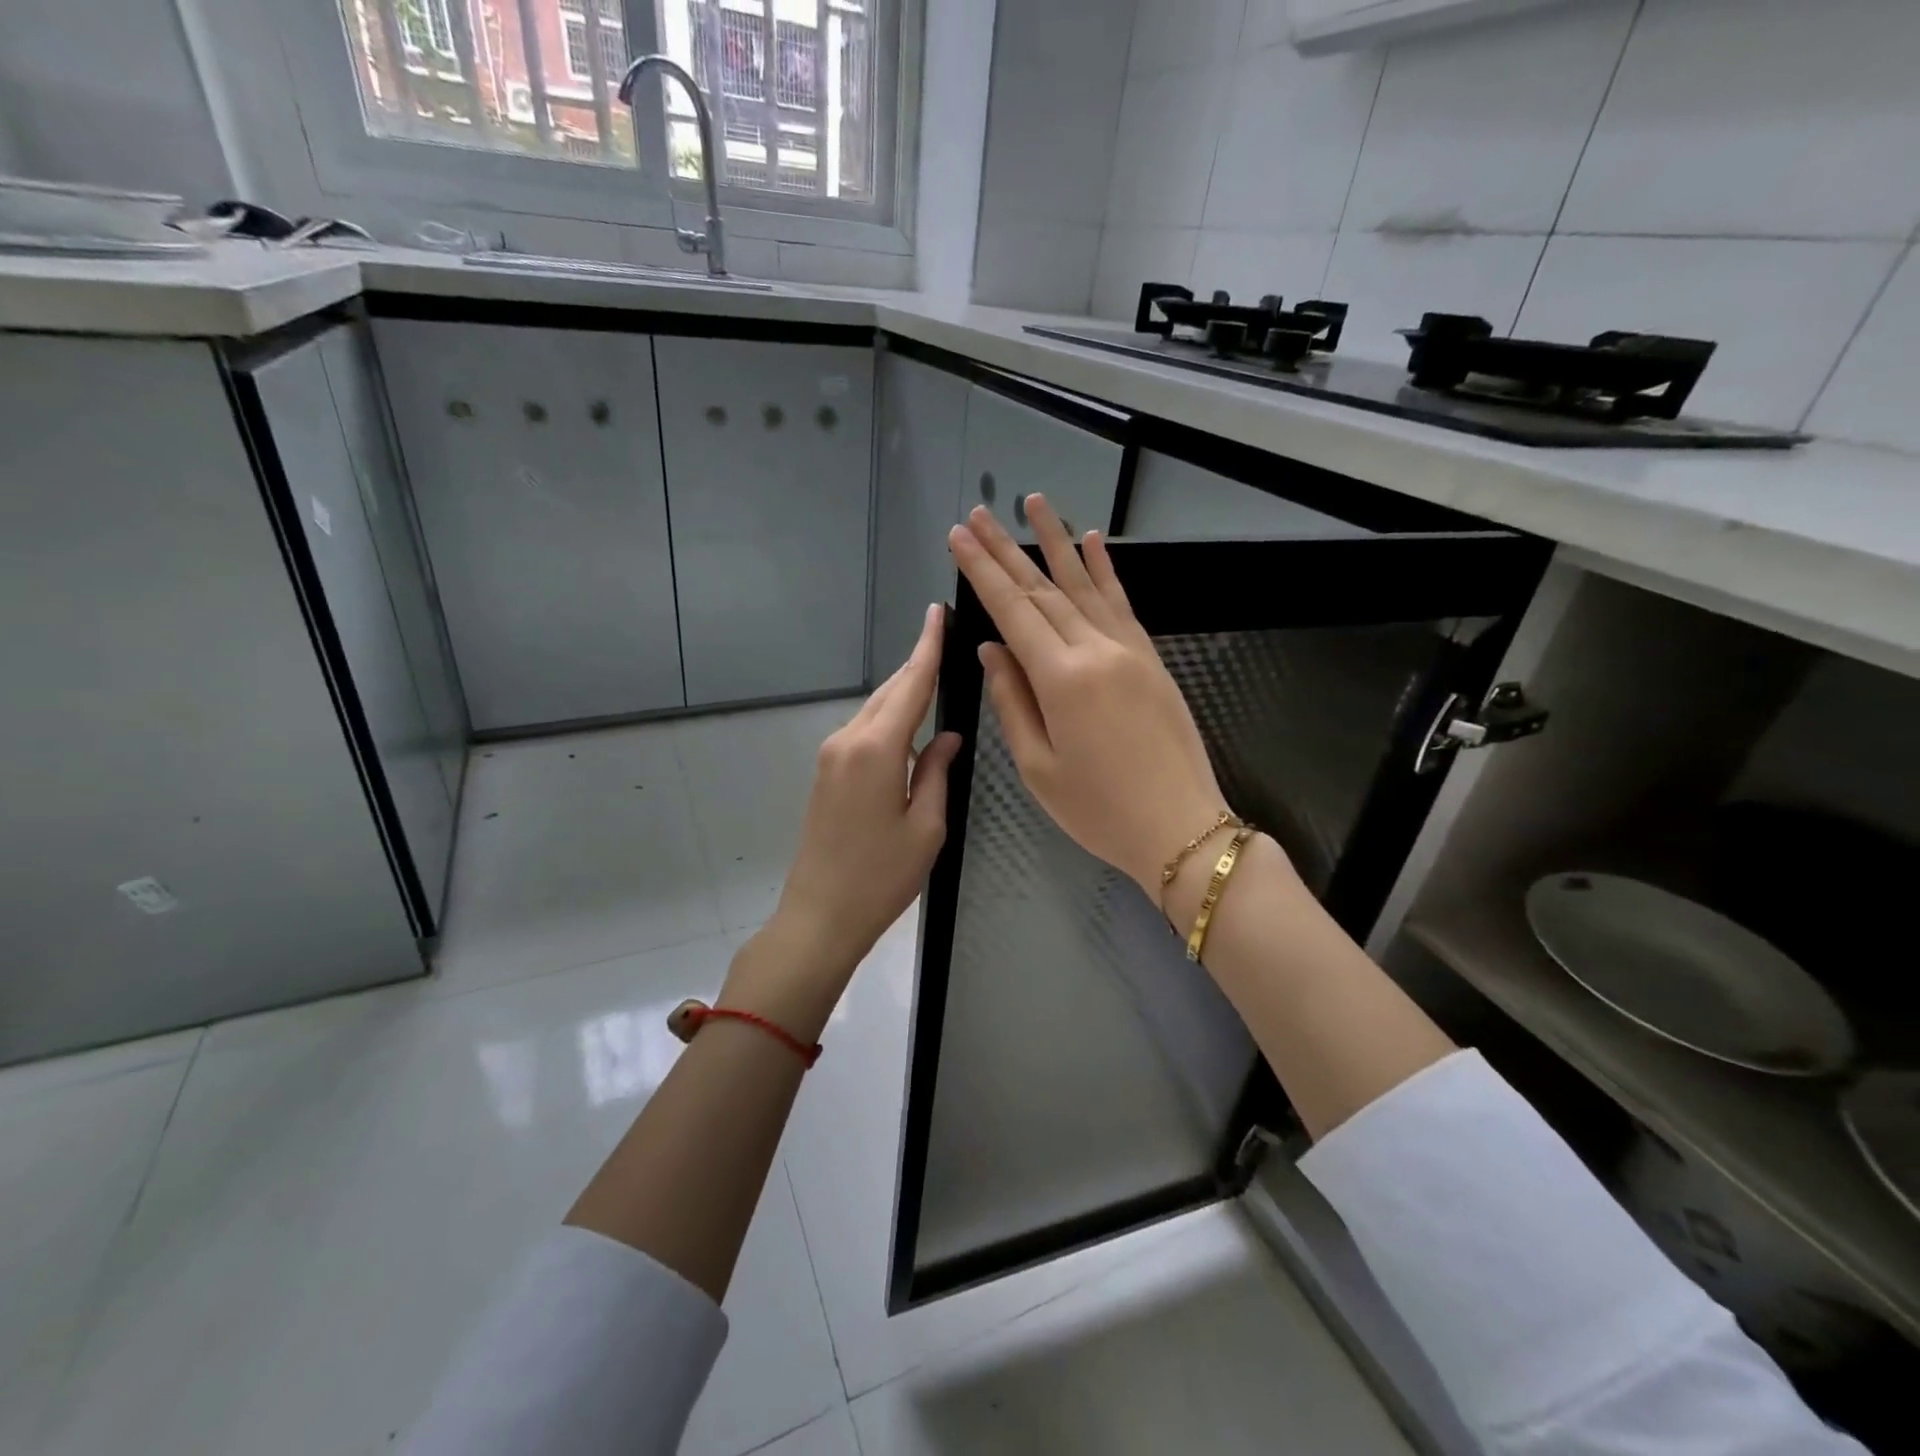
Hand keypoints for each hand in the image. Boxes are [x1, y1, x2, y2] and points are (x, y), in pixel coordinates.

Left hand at [726, 604, 961, 1033]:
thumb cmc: (881, 877)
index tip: (936, 612)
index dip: (927, 647)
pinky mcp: (826, 772)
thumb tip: (948, 736)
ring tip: (936, 678)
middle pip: (889, 691)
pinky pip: (863, 731)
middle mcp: (848, 740)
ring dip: (904, 692)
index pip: (910, 684)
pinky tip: (911, 725)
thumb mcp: (926, 828)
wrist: (819, 915)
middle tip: (945, 639)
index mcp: (877, 750)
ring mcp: (831, 755)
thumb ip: (938, 772)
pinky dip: (889, 719)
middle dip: (917, 665)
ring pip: (875, 709)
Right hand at [947, 497, 1229, 898]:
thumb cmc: (1098, 809)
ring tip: (1033, 502)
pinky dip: (1105, 570)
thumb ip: (1012, 701)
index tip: (959, 536)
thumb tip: (992, 648)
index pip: (1013, 610)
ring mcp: (1129, 649)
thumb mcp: (1038, 767)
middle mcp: (1096, 650)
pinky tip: (1093, 541)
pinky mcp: (1150, 658)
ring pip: (1084, 584)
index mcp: (1061, 679)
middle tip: (979, 513)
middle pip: (1043, 589)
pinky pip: (1122, 603)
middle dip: (1006, 549)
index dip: (982, 570)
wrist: (1181, 827)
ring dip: (1055, 542)